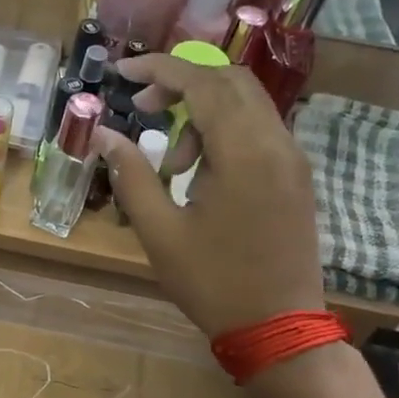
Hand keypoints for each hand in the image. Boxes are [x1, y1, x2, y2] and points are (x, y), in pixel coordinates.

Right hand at [96, 55, 324, 338]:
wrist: (279, 327)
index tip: (122, 74)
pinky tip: (199, 173)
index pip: (204, 83)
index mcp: (245, 153)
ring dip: (202, 112)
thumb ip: (132, 176)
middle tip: (143, 108)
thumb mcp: (160, 232)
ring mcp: (292, 160)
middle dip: (182, 83)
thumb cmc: (214, 282)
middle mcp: (277, 144)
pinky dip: (223, 132)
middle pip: (231, 81)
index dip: (160, 70)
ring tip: (170, 164)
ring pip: (247, 104)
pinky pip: (258, 130)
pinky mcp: (295, 177)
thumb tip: (103, 135)